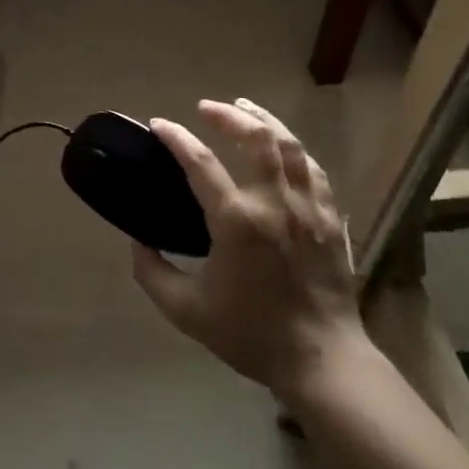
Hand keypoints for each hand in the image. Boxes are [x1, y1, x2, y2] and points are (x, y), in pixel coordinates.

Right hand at [132, 98, 366, 400]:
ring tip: (245, 108)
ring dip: (265, 120)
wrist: (321, 360)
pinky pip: (314, 169)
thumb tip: (137, 244)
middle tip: (206, 108)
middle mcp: (274, 202)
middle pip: (255, 138)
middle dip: (227, 115)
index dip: (176, 137)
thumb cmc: (251, 335)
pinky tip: (284, 147)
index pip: (200, 162)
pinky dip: (294, 150)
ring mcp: (308, 207)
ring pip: (290, 145)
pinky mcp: (332, 218)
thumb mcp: (187, 312)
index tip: (159, 124)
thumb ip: (153, 274)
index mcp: (236, 221)